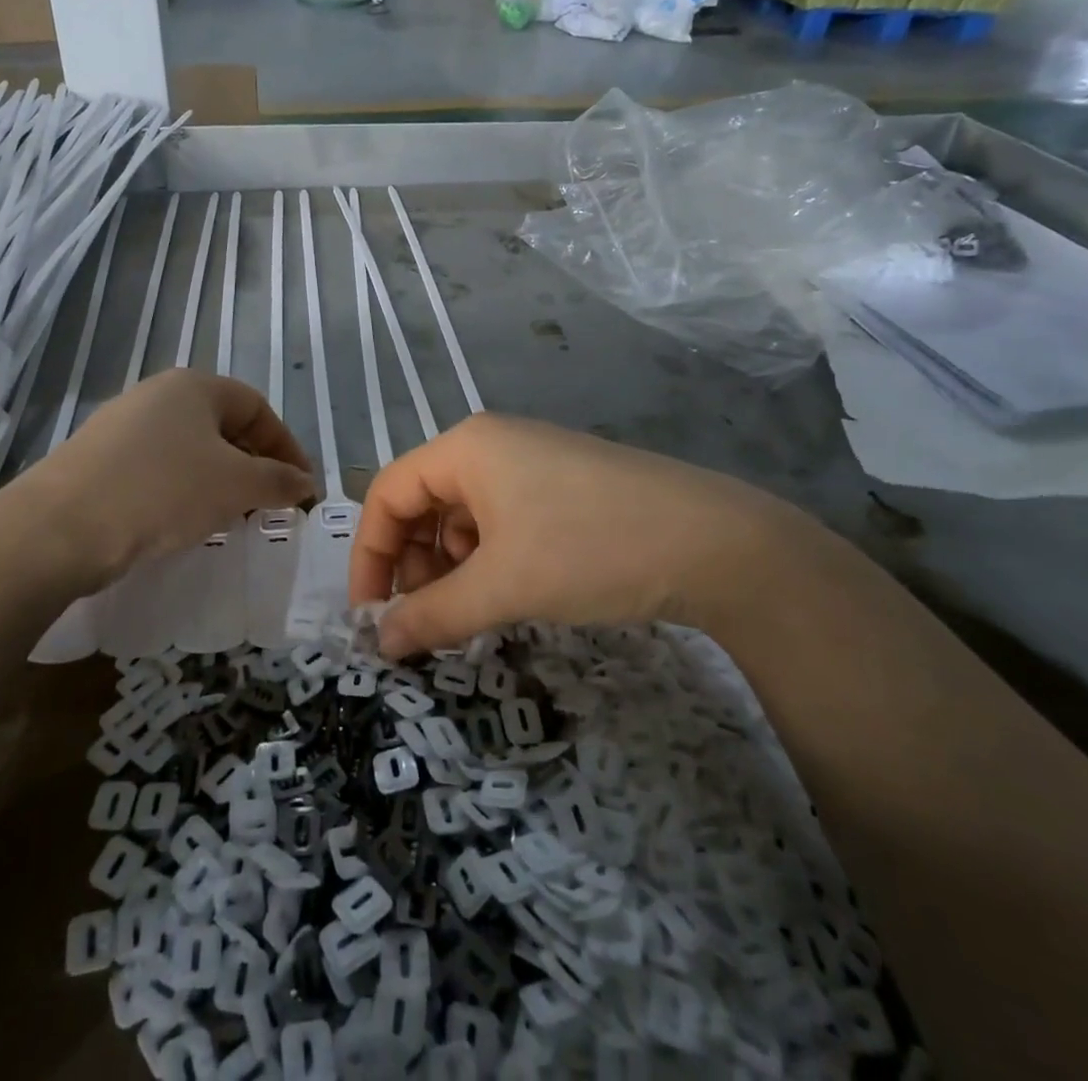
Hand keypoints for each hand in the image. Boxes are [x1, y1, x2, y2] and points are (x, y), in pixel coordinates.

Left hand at [21, 370, 314, 580]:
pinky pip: (156, 468)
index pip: (257, 407)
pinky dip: (181, 491)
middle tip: (268, 504)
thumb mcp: (235, 485)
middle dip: (253, 465)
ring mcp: (121, 425)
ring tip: (229, 517)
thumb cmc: (162, 491)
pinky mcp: (97, 459)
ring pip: (188, 449)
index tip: (300, 486)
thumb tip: (305, 482)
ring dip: (218, 480)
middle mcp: (156, 394)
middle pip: (222, 426)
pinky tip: (180, 522)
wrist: (60, 528)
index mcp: (194, 386)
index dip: (286, 445)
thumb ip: (278, 480)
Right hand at [349, 413, 823, 659]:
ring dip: (451, 565)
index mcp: (465, 447)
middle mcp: (491, 443)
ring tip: (469, 612)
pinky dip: (489, 557)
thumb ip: (433, 615)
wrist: (716, 543)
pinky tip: (508, 591)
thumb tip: (380, 644)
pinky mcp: (563, 484)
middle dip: (414, 564)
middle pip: (423, 501)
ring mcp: (532, 460)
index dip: (370, 555)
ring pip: (463, 514)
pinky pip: (501, 517)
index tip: (370, 615)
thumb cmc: (590, 550)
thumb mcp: (503, 586)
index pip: (387, 493)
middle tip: (424, 621)